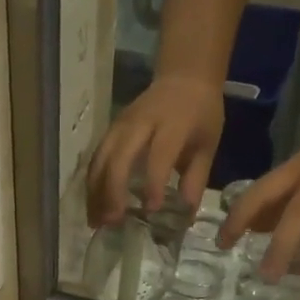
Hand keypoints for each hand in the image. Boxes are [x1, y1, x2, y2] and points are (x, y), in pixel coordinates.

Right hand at [86, 74, 225, 226]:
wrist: (184, 77)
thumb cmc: (200, 115)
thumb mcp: (207, 145)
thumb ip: (195, 179)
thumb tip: (184, 216)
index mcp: (172, 124)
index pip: (159, 154)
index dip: (154, 183)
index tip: (151, 210)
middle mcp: (141, 123)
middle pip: (118, 157)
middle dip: (113, 191)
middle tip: (112, 221)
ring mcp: (121, 125)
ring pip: (100, 159)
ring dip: (96, 192)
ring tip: (96, 221)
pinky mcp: (110, 130)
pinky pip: (96, 158)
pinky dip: (92, 184)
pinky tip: (94, 206)